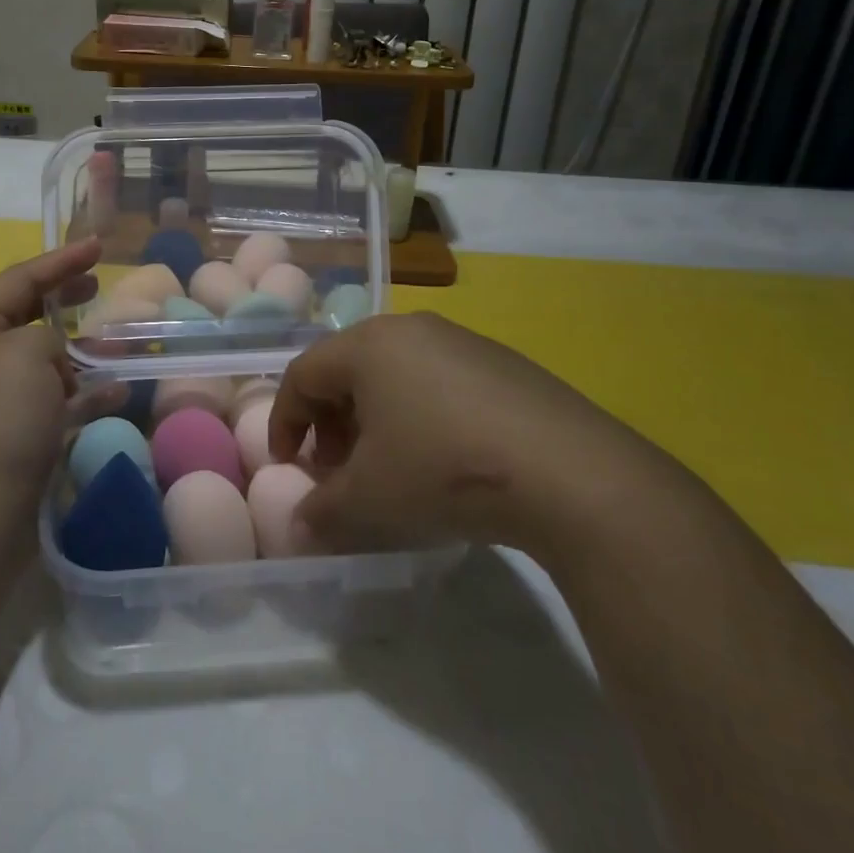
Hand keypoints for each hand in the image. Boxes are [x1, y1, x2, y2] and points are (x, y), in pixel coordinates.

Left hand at [0, 238, 126, 516]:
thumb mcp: (24, 353)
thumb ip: (46, 335)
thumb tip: (55, 357)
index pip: (16, 282)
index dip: (58, 260)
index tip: (99, 246)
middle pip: (26, 318)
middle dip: (63, 298)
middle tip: (98, 283)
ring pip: (45, 362)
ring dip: (80, 350)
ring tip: (115, 341)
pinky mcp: (19, 440)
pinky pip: (57, 404)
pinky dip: (86, 394)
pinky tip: (118, 389)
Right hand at [267, 313, 683, 561]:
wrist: (569, 473)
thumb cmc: (443, 471)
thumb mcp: (369, 501)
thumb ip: (321, 511)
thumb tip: (299, 524)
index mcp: (368, 345)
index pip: (303, 374)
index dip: (284, 421)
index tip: (287, 465)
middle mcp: (410, 329)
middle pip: (348, 370)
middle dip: (331, 422)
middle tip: (336, 470)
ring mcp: (461, 341)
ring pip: (395, 375)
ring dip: (375, 420)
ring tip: (388, 468)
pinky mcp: (503, 363)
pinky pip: (439, 382)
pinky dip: (420, 416)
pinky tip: (442, 460)